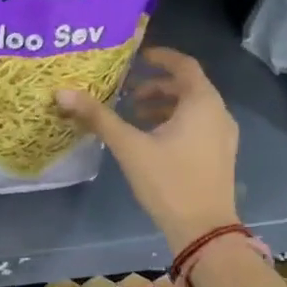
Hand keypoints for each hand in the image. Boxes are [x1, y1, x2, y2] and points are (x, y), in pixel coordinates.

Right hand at [55, 47, 239, 252]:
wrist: (204, 230)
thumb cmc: (168, 181)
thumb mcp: (129, 147)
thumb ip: (98, 117)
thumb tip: (62, 93)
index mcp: (202, 102)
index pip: (184, 65)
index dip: (160, 57)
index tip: (136, 57)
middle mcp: (219, 112)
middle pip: (188, 86)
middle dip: (156, 85)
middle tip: (126, 92)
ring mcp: (223, 135)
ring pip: (193, 107)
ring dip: (164, 106)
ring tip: (134, 116)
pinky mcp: (221, 155)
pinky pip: (198, 125)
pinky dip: (176, 122)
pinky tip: (152, 140)